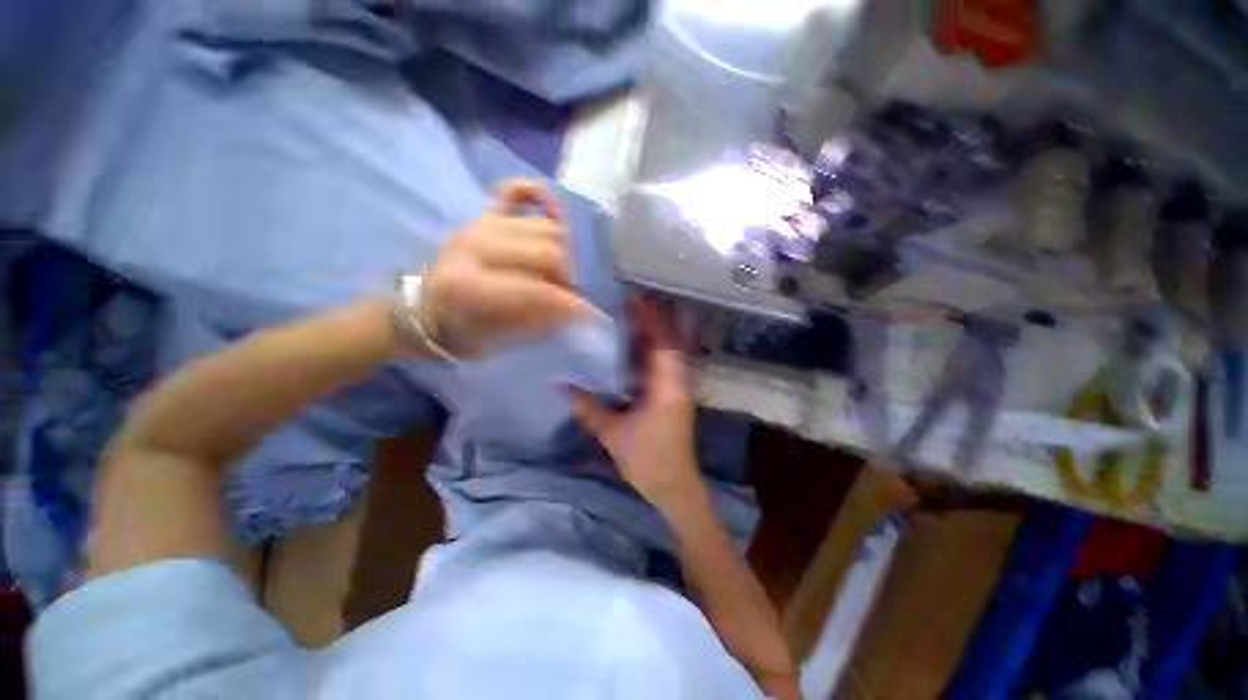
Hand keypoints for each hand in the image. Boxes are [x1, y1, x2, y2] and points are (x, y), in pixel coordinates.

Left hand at [420, 180, 591, 356]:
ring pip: (543, 226)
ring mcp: (479, 223)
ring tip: (553, 272)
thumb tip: (576, 310)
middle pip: (547, 250)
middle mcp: (474, 244)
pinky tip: (551, 213)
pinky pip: (515, 190)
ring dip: (560, 251)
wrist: (423, 308)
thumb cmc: (459, 332)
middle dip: (566, 277)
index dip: (570, 305)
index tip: (591, 317)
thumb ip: (541, 322)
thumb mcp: (499, 340)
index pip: (537, 290)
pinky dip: (538, 196)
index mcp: (469, 284)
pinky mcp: (482, 215)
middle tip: (562, 295)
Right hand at [570, 297, 703, 507]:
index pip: (660, 343)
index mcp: (667, 387)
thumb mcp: (614, 434)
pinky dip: (652, 353)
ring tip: (632, 316)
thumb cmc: (648, 460)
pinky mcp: (673, 397)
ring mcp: (677, 389)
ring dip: (653, 334)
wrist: (675, 487)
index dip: (649, 318)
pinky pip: (664, 366)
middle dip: (652, 319)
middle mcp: (677, 382)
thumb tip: (559, 386)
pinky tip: (636, 349)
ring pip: (667, 353)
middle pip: (667, 342)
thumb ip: (588, 408)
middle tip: (631, 300)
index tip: (634, 298)